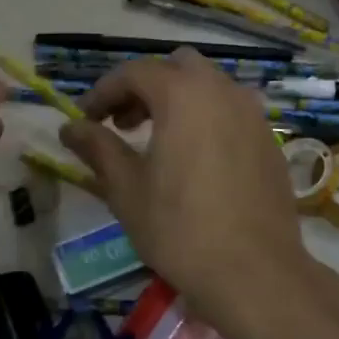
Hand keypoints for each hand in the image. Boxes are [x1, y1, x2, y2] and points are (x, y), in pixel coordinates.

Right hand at [59, 49, 313, 320]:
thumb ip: (97, 148)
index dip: (103, 92)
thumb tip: (69, 127)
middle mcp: (223, 91)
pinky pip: (232, 112)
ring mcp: (253, 115)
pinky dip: (207, 119)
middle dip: (145, 87)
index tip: (85, 119)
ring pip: (209, 86)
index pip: (134, 72)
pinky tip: (196, 161)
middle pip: (177, 67)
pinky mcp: (269, 141)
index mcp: (183, 95)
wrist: (254, 272)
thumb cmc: (179, 228)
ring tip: (159, 141)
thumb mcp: (126, 189)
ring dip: (178, 100)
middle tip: (124, 124)